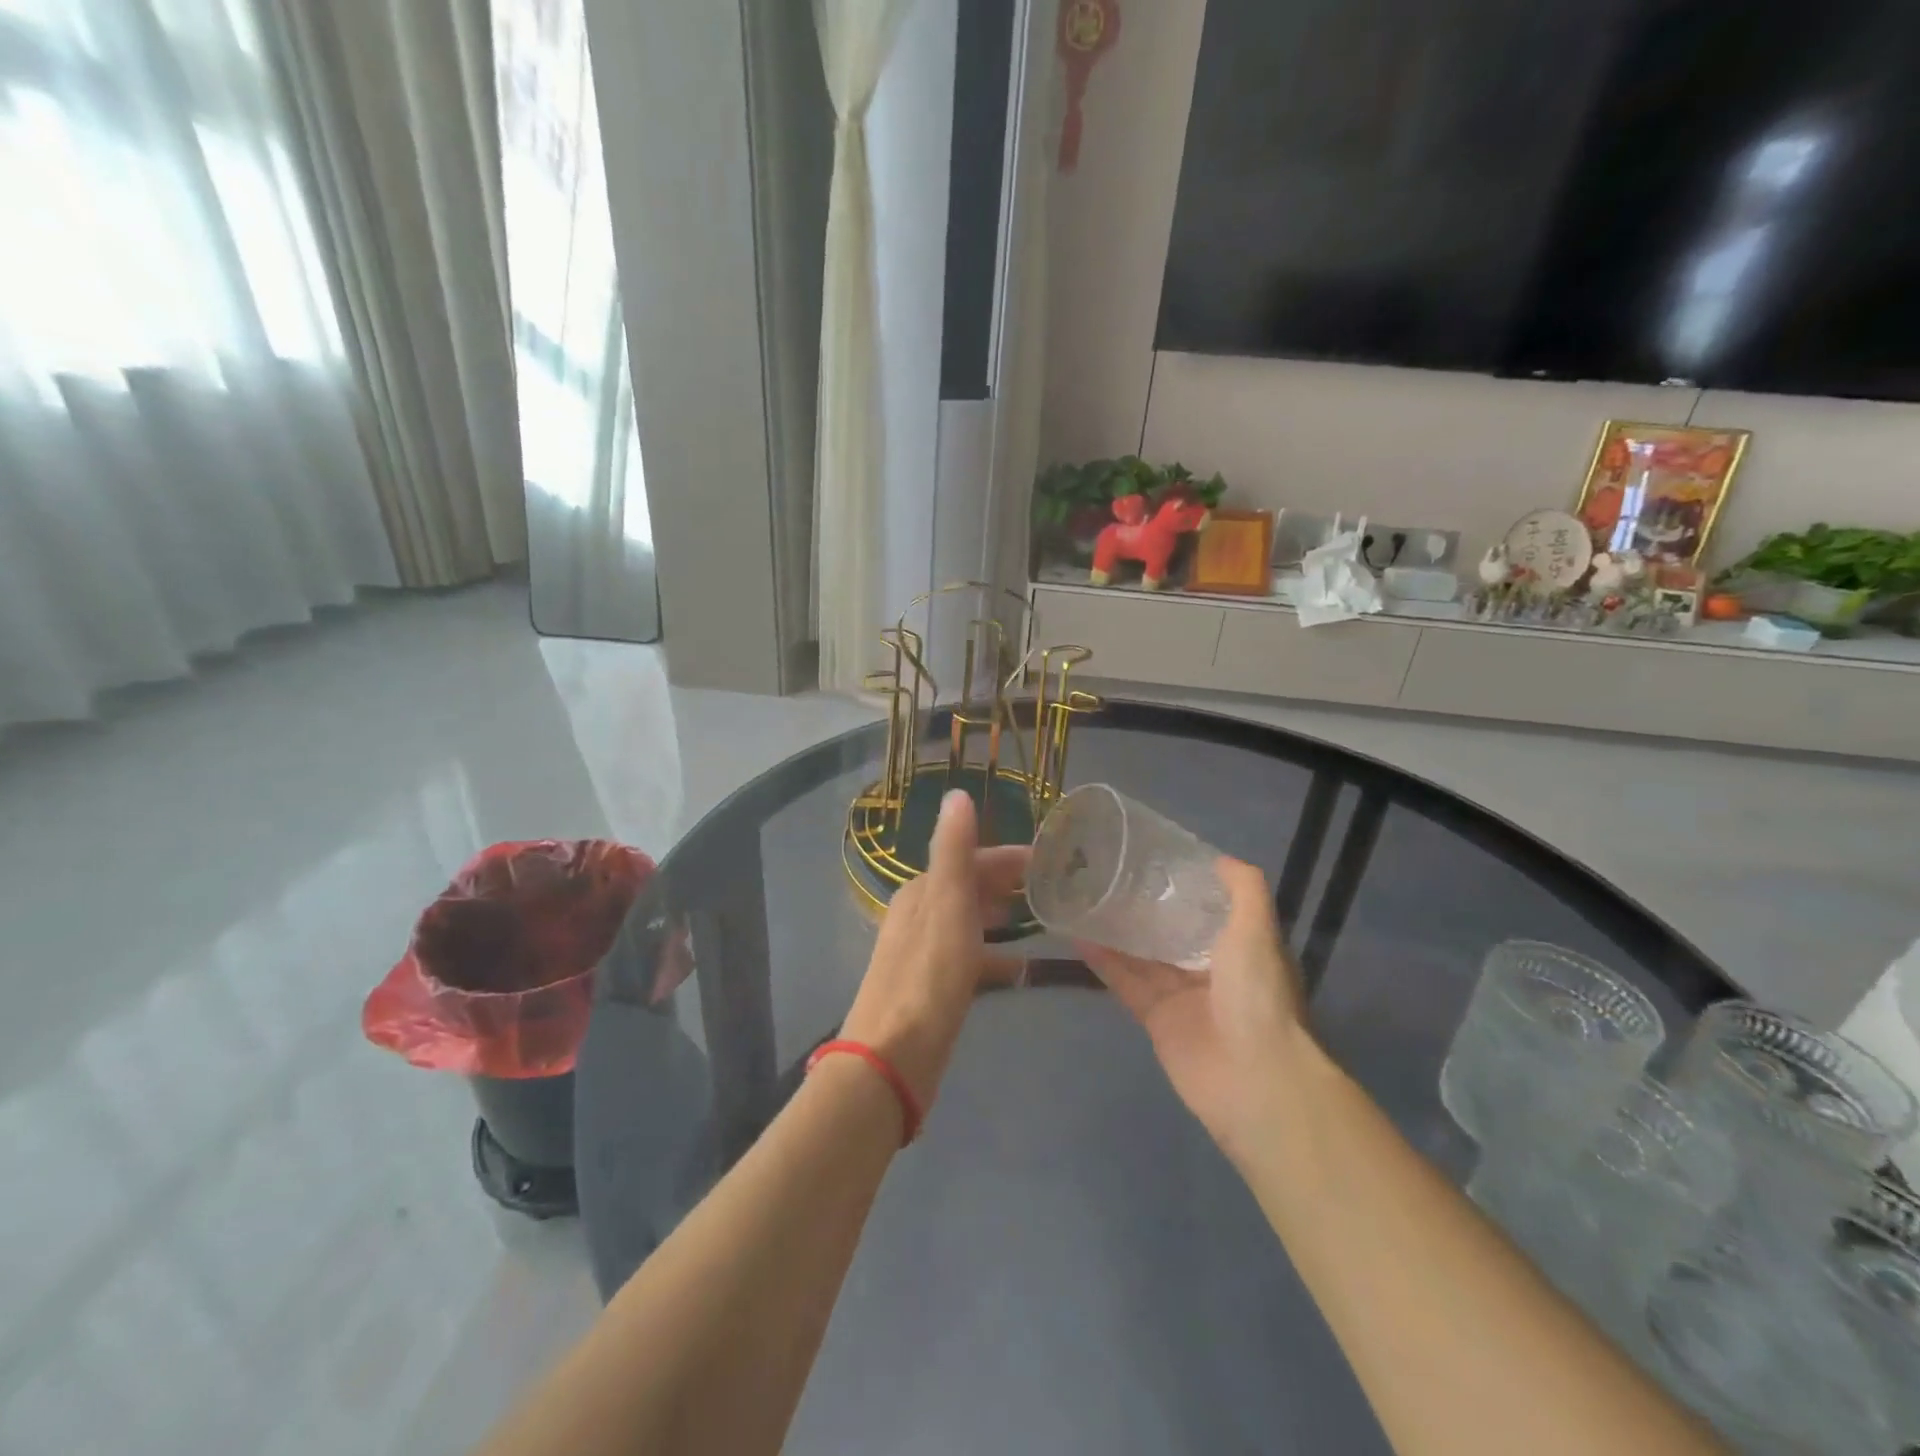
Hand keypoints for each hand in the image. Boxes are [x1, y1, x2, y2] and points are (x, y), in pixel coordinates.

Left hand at [841, 791, 1028, 1111]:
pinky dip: (995, 956)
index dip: (1010, 857)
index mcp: (922, 892)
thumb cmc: (927, 978)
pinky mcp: (934, 988)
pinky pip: (972, 958)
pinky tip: (1021, 969)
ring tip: (1044, 921)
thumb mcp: (946, 906)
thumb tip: (957, 793)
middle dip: (1008, 884)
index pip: (971, 858)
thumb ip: (952, 850)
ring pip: (971, 922)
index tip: (1053, 859)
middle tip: (1057, 888)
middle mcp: (920, 916)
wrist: (893, 1059)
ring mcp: (926, 954)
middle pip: (970, 888)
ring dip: (1002, 917)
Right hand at [1078, 857, 1308, 1156]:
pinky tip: (1078, 936)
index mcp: (1241, 947)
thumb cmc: (1258, 994)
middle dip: (1146, 907)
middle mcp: (1213, 969)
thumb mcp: (1257, 929)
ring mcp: (1182, 996)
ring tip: (1084, 898)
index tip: (1154, 859)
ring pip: (1144, 955)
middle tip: (1109, 873)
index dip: (1186, 886)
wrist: (1253, 1077)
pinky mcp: (1156, 1019)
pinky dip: (1104, 961)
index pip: (1210, 909)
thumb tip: (1217, 858)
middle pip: (1172, 931)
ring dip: (1118, 931)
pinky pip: (1126, 983)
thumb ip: (1243, 889)